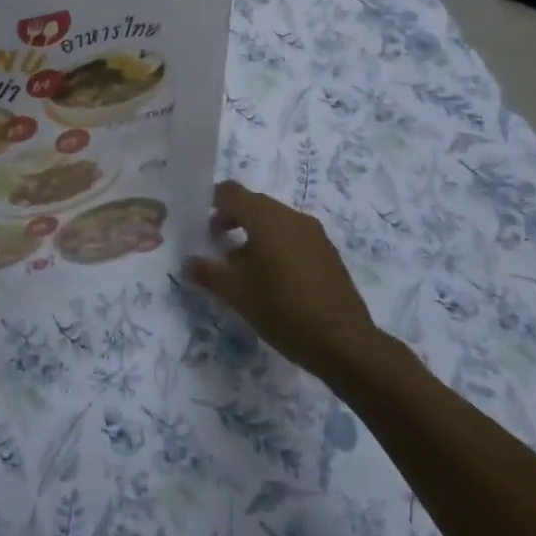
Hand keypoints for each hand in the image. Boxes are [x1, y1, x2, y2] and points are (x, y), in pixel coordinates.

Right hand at [183, 180, 376, 379]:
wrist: (345, 343)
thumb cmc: (283, 310)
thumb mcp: (237, 294)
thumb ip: (208, 273)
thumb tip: (189, 263)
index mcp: (267, 218)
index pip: (231, 192)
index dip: (210, 203)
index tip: (198, 225)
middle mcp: (292, 217)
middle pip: (253, 204)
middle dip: (230, 220)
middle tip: (215, 246)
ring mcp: (314, 234)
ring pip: (274, 221)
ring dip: (253, 234)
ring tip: (241, 267)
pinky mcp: (327, 252)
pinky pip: (292, 236)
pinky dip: (275, 245)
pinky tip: (271, 279)